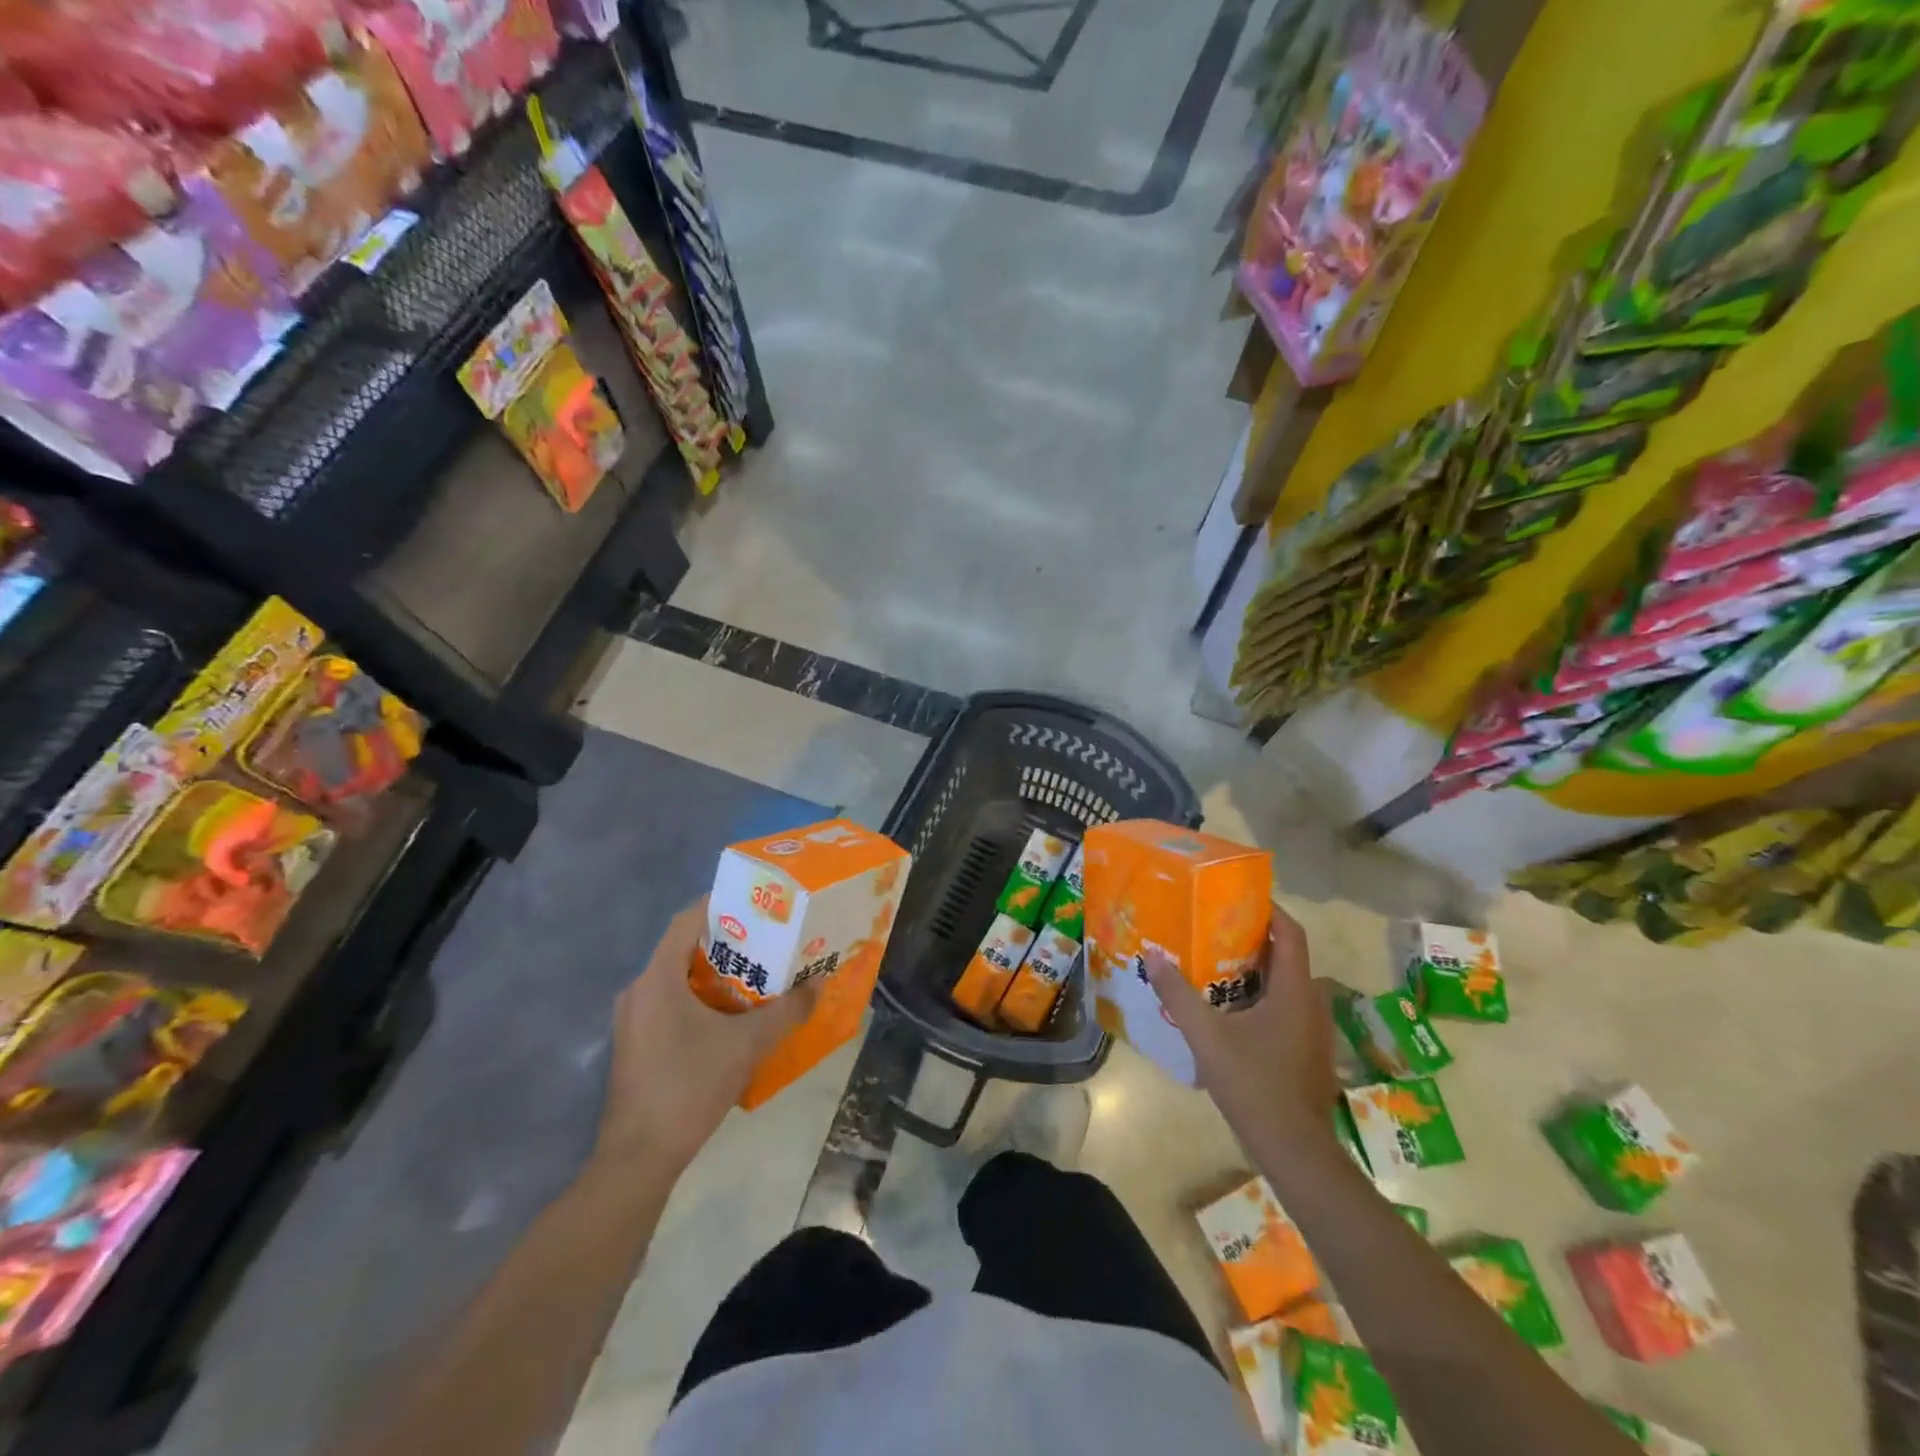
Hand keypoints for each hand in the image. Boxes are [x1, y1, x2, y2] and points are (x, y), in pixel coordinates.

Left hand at [591, 899, 815, 1177]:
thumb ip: (787, 1011)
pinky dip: (701, 998)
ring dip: (716, 972)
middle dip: (727, 941)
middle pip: (684, 948)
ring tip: (758, 974)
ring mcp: (634, 1020)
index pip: (687, 920)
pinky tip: (732, 1015)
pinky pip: (671, 1003)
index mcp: (657, 979)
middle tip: (768, 939)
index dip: (721, 904)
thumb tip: (821, 984)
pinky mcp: (636, 1044)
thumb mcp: (747, 1045)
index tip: (757, 902)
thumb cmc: (689, 1086)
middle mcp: (639, 991)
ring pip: (678, 978)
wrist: (639, 1158)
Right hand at [1144, 903, 1339, 1152]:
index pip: (1290, 932)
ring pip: (1285, 984)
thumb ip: (1178, 994)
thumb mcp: (1207, 1037)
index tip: (1237, 897)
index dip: (1269, 909)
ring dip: (1255, 969)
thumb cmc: (1254, 1085)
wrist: (1296, 1152)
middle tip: (1212, 928)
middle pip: (1286, 955)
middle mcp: (1310, 1003)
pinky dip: (1261, 996)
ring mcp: (1313, 1030)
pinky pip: (1285, 1007)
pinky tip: (1230, 1010)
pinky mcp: (1308, 1051)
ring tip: (1213, 963)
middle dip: (1252, 938)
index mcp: (1294, 990)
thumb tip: (1153, 954)